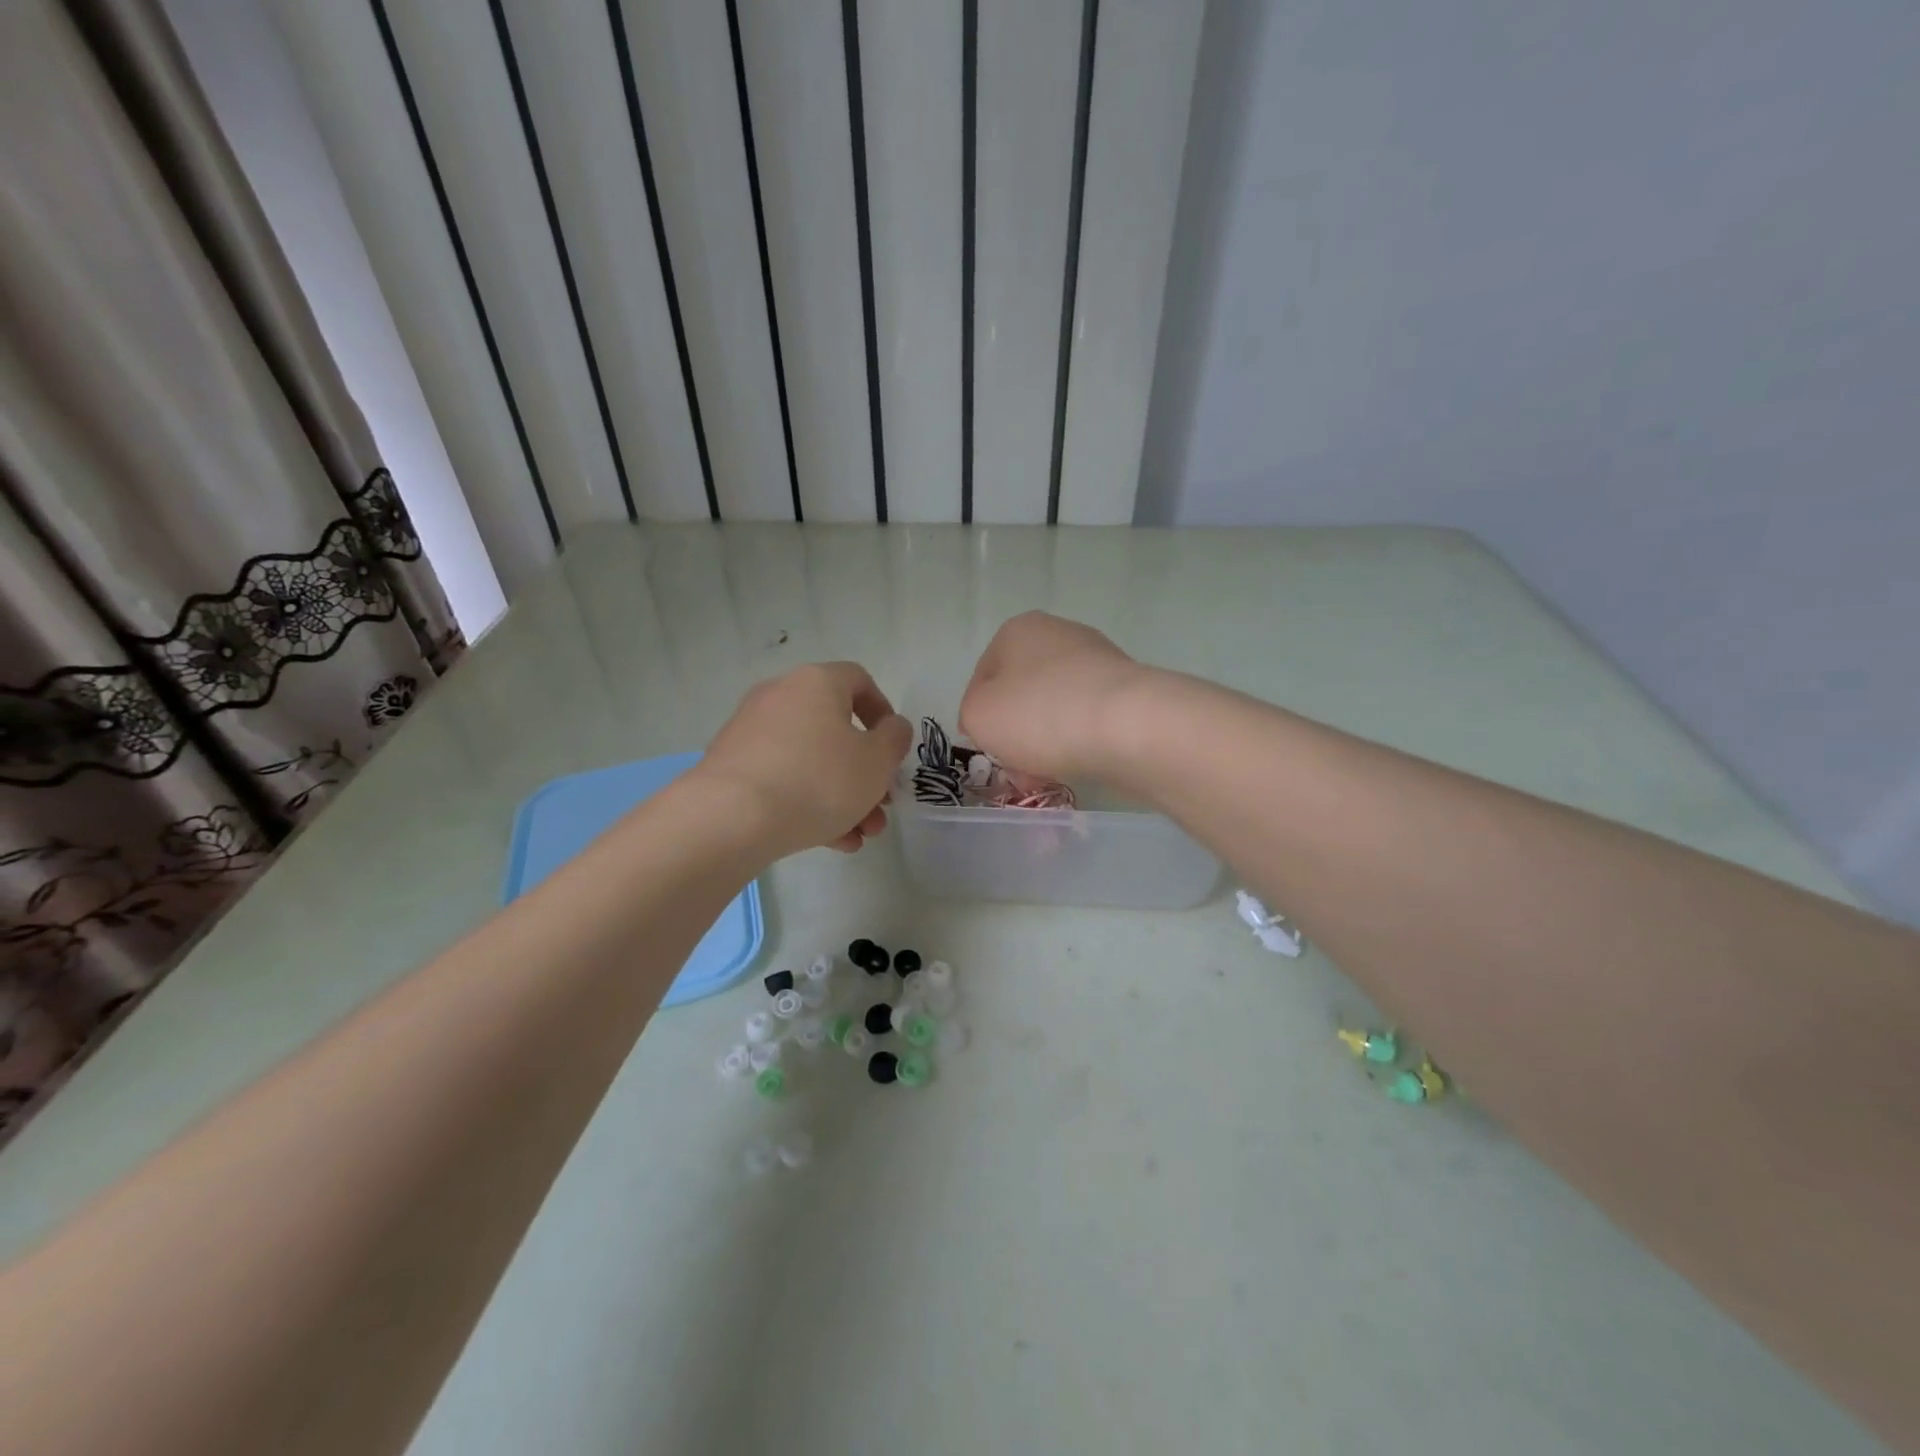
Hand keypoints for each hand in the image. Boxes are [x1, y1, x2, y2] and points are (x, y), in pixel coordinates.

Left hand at [696, 662, 912, 856]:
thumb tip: (891, 728)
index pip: (859, 680)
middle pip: (836, 730)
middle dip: (866, 773)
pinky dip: (808, 803)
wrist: (731, 818)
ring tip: (859, 837)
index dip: (883, 713)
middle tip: (881, 807)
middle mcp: (781, 697)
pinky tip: (829, 842)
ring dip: (842, 797)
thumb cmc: (818, 779)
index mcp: (817, 683)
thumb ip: (895, 739)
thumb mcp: (876, 761)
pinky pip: (783, 779)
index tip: (893, 749)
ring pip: (811, 761)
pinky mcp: (732, 767)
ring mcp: (751, 732)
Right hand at [959, 612, 1152, 782]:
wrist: (1128, 727)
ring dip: (1045, 743)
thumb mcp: (978, 716)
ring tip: (1046, 776)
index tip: (984, 750)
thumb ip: (971, 715)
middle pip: (1022, 693)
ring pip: (1055, 709)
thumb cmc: (1040, 714)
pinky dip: (1079, 742)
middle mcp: (1060, 635)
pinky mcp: (1129, 691)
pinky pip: (1089, 720)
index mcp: (1018, 630)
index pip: (982, 677)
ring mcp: (1099, 661)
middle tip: (1016, 768)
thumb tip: (994, 721)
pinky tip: (1078, 767)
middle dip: (1015, 734)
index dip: (977, 718)